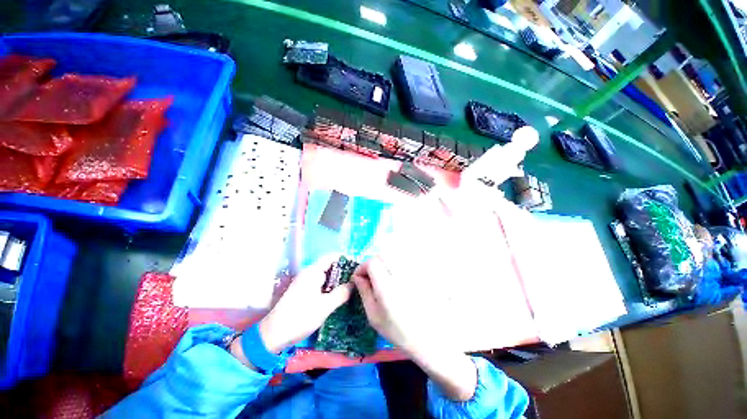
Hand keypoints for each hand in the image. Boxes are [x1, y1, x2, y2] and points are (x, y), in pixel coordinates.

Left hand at [259, 255, 352, 352]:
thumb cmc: (300, 317)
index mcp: (313, 271)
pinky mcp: (302, 290)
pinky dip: (329, 286)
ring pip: (325, 275)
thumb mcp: (325, 306)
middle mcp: (308, 273)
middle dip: (343, 270)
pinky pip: (320, 283)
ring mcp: (304, 282)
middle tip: (356, 279)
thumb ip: (341, 293)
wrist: (273, 335)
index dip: (345, 259)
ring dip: (337, 280)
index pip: (331, 257)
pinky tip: (337, 295)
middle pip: (329, 265)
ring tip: (350, 287)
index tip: (357, 266)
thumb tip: (353, 283)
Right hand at [354, 256, 477, 400]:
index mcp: (386, 285)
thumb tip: (357, 277)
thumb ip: (364, 292)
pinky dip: (395, 265)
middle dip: (372, 264)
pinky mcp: (419, 273)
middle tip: (369, 277)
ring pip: (393, 257)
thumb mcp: (374, 315)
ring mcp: (412, 272)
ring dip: (383, 263)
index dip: (362, 267)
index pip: (372, 262)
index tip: (359, 278)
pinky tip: (396, 278)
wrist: (427, 336)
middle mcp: (400, 274)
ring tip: (382, 278)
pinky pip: (404, 261)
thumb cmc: (397, 330)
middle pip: (382, 256)